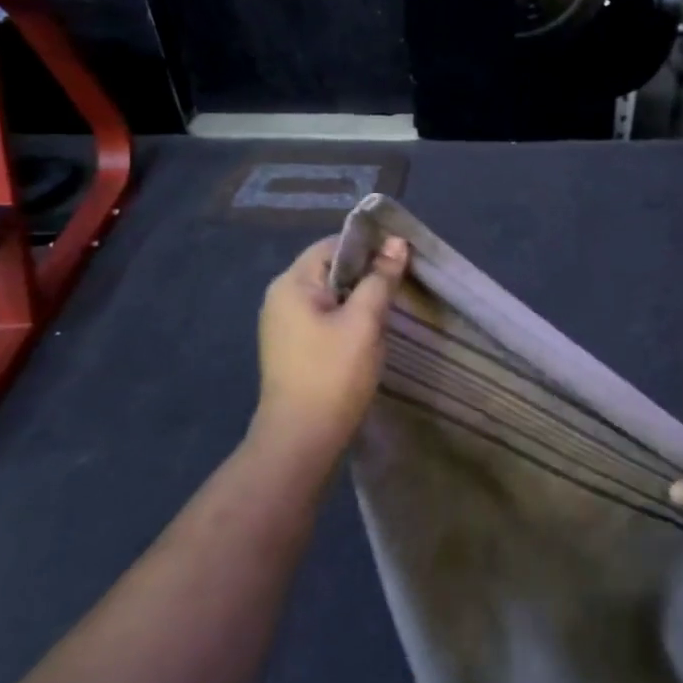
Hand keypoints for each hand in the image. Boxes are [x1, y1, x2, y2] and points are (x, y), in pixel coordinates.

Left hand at [250, 235, 409, 469]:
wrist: (301, 440)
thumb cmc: (333, 374)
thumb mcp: (365, 321)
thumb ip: (381, 278)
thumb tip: (396, 242)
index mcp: (292, 283)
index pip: (333, 245)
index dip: (368, 246)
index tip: (401, 256)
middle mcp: (281, 297)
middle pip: (330, 268)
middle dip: (366, 273)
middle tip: (401, 283)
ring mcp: (283, 325)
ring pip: (330, 295)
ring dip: (359, 297)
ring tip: (390, 308)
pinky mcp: (292, 347)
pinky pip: (323, 317)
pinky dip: (347, 317)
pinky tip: (369, 332)